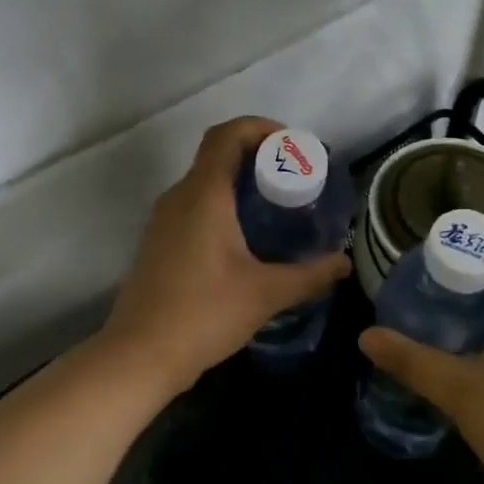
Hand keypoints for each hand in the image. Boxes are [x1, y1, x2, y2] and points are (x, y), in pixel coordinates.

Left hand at [100, 117, 350, 397]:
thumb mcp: (265, 294)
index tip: (291, 144)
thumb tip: (344, 263)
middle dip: (256, 156)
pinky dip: (221, 204)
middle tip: (293, 178)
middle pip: (216, 154)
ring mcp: (162, 220)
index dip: (260, 127)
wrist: (138, 356)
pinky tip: (245, 239)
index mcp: (203, 195)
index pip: (227, 135)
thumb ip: (310, 275)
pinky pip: (193, 205)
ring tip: (275, 207)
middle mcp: (179, 197)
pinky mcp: (158, 242)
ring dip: (238, 182)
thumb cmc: (203, 314)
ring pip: (204, 181)